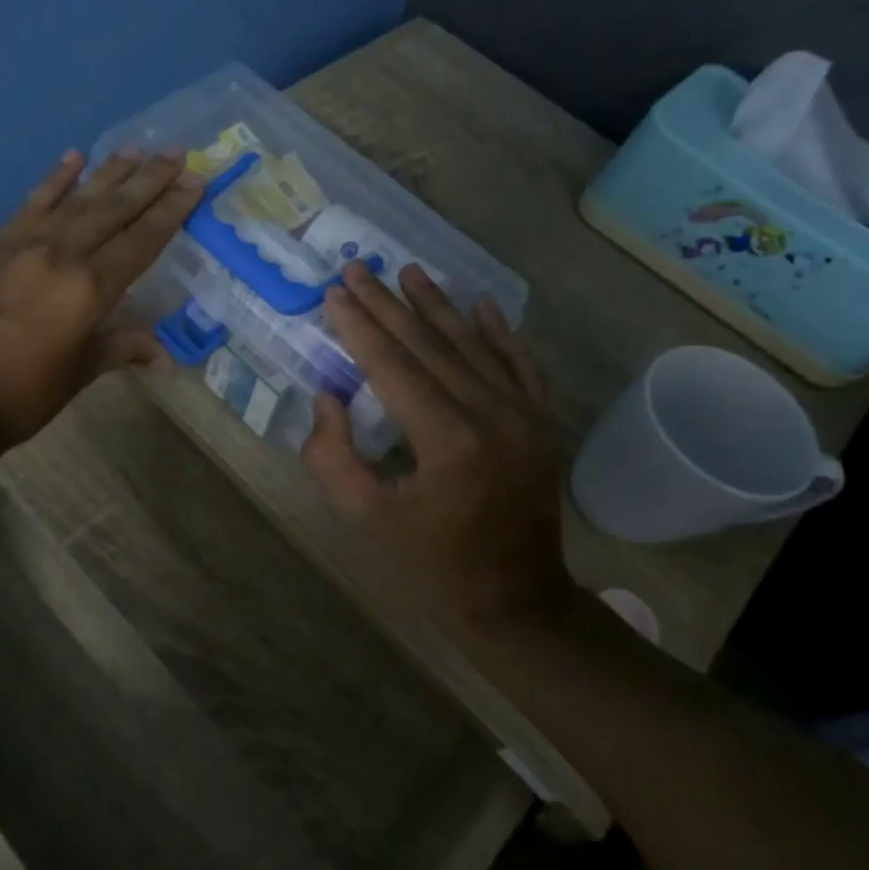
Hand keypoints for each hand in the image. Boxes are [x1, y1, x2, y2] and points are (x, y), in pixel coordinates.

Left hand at [0, 147, 202, 448]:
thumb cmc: (21, 394)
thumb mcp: (79, 374)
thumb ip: (121, 349)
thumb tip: (166, 358)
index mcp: (90, 288)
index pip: (141, 240)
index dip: (171, 210)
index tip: (194, 181)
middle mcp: (62, 254)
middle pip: (114, 209)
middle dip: (149, 180)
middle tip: (176, 153)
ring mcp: (25, 244)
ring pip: (76, 199)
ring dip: (108, 172)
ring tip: (136, 148)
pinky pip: (31, 204)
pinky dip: (54, 180)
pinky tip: (72, 158)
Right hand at [301, 262, 571, 624]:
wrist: (517, 601)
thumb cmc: (432, 565)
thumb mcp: (366, 520)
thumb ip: (332, 458)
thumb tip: (326, 399)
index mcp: (447, 440)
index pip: (392, 366)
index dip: (359, 327)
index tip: (333, 292)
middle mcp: (491, 414)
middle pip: (429, 345)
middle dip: (388, 305)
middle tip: (358, 268)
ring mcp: (524, 415)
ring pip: (473, 345)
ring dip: (437, 306)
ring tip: (409, 271)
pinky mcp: (542, 423)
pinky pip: (520, 365)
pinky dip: (500, 333)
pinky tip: (482, 305)